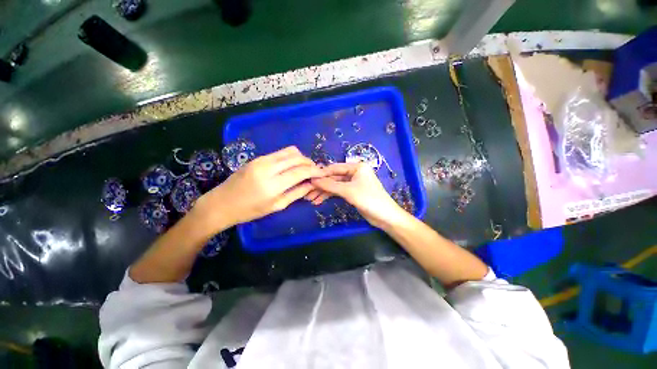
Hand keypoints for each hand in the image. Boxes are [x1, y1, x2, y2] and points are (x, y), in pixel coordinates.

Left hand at [192, 146, 321, 232]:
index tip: (323, 173)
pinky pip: (280, 153)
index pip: (301, 172)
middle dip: (310, 162)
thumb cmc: (250, 210)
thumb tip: (312, 184)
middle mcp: (268, 168)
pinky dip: (291, 157)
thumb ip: (297, 193)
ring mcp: (261, 160)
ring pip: (290, 151)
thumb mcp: (277, 206)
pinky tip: (291, 166)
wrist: (222, 203)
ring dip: (301, 158)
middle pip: (297, 158)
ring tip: (304, 168)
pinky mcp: (258, 157)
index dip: (315, 171)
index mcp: (273, 185)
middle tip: (314, 170)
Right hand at [310, 163, 406, 228]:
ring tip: (311, 199)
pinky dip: (329, 196)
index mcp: (356, 167)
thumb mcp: (348, 191)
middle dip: (321, 185)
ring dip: (323, 192)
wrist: (385, 216)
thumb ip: (330, 185)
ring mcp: (353, 183)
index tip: (308, 179)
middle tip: (307, 192)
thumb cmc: (369, 199)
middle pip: (334, 178)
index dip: (321, 174)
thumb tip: (313, 180)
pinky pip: (338, 192)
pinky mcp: (352, 193)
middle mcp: (354, 173)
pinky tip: (319, 201)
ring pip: (335, 186)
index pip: (335, 168)